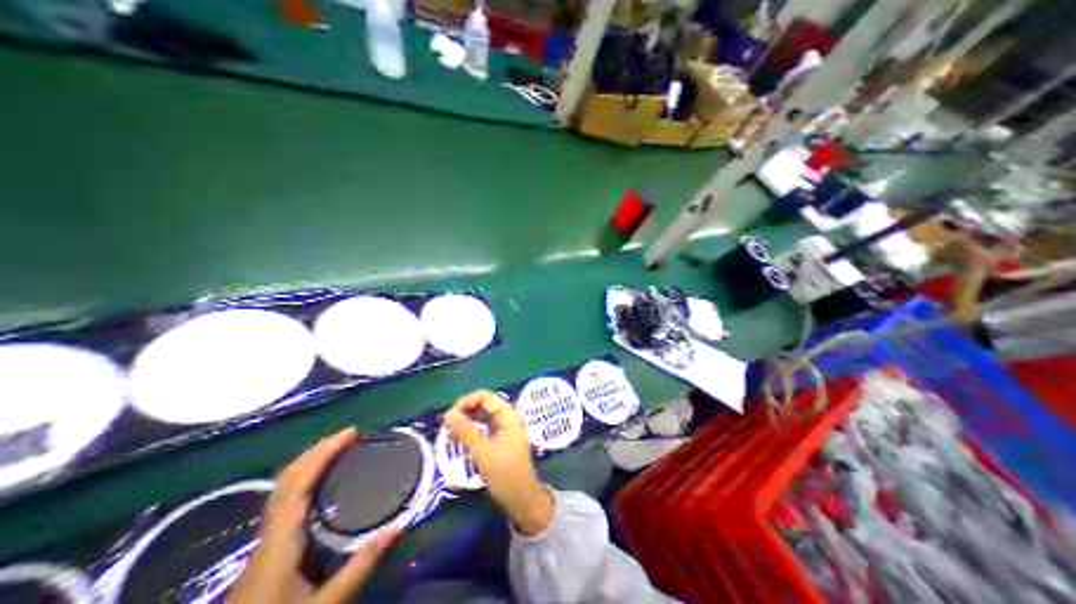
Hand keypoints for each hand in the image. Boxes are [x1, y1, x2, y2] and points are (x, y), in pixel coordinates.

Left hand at [224, 430, 400, 602]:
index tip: (351, 434)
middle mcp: (269, 532)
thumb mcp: (325, 603)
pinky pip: (284, 500)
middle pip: (287, 479)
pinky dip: (303, 480)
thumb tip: (395, 529)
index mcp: (281, 540)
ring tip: (337, 450)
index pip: (300, 484)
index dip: (324, 453)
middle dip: (316, 450)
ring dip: (308, 462)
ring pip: (282, 488)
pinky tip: (319, 484)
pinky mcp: (267, 547)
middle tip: (349, 436)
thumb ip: (359, 567)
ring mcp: (264, 539)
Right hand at [441, 390, 553, 535]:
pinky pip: (484, 429)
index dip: (467, 401)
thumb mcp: (483, 453)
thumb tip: (447, 413)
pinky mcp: (500, 443)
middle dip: (465, 410)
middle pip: (484, 405)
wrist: (523, 501)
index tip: (450, 415)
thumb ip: (465, 431)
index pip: (486, 397)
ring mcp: (504, 432)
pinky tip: (460, 439)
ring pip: (483, 418)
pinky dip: (471, 431)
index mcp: (509, 417)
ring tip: (450, 432)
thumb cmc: (505, 475)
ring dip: (467, 421)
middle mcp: (508, 420)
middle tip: (448, 425)